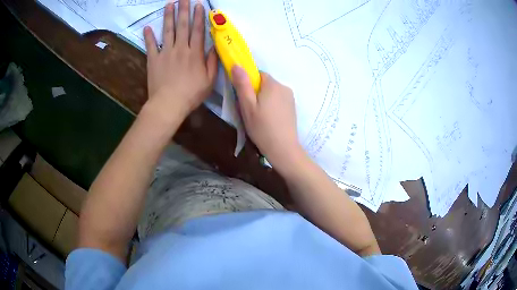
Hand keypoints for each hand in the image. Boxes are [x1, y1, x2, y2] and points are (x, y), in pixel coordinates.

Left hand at [143, 0, 217, 122]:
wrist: (169, 104)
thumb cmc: (191, 94)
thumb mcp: (209, 81)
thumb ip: (213, 62)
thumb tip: (215, 47)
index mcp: (195, 53)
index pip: (197, 30)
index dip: (198, 16)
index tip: (198, 4)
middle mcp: (180, 48)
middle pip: (183, 25)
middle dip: (184, 10)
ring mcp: (165, 53)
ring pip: (168, 30)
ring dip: (168, 16)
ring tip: (169, 4)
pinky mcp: (153, 60)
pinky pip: (151, 45)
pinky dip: (149, 36)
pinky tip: (147, 27)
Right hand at [231, 66, 303, 172]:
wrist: (283, 149)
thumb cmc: (262, 128)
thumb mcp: (247, 106)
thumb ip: (242, 84)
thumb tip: (236, 64)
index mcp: (272, 84)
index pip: (258, 74)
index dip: (248, 84)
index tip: (244, 98)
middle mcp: (284, 87)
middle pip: (265, 83)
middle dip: (256, 92)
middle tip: (249, 110)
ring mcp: (290, 97)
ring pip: (272, 92)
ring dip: (264, 99)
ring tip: (259, 117)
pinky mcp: (292, 107)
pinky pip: (278, 100)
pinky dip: (272, 106)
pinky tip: (269, 120)